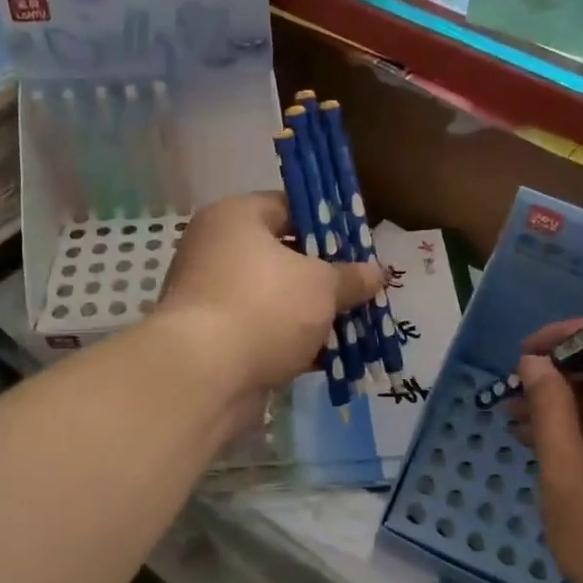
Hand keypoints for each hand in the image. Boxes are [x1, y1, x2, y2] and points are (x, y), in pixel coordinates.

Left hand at [156, 192, 383, 398]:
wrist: (204, 376)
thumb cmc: (265, 307)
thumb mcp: (321, 286)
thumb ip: (350, 277)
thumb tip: (378, 271)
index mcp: (235, 218)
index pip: (288, 206)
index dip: (327, 223)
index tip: (359, 244)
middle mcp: (215, 249)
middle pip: (282, 255)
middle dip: (323, 275)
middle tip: (360, 287)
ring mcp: (211, 296)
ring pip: (274, 297)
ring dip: (310, 313)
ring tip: (354, 324)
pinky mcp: (213, 339)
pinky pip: (262, 331)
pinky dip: (291, 342)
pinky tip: (328, 356)